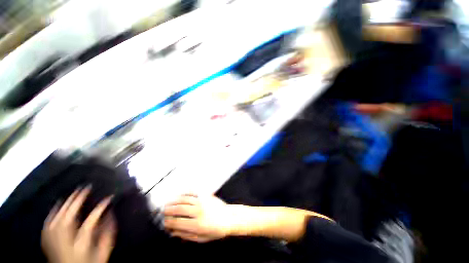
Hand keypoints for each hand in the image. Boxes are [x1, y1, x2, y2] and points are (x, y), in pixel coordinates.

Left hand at [41, 186, 115, 262]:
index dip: (100, 208)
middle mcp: (65, 242)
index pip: (90, 222)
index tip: (109, 198)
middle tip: (85, 188)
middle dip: (77, 201)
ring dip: (64, 204)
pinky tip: (56, 205)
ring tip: (72, 193)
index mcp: (81, 245)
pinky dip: (52, 213)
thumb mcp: (103, 252)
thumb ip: (108, 234)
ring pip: (56, 219)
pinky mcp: (48, 242)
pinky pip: (47, 225)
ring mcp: (54, 242)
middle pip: (68, 218)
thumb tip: (110, 214)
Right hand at [163, 194, 235, 242]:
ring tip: (168, 203)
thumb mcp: (201, 238)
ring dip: (174, 201)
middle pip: (179, 209)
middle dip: (168, 210)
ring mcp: (202, 201)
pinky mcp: (206, 196)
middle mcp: (198, 211)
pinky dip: (185, 193)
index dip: (168, 222)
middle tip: (162, 211)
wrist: (229, 218)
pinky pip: (193, 192)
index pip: (177, 222)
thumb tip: (173, 232)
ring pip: (184, 199)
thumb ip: (186, 235)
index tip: (163, 222)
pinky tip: (180, 194)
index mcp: (197, 224)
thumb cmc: (215, 230)